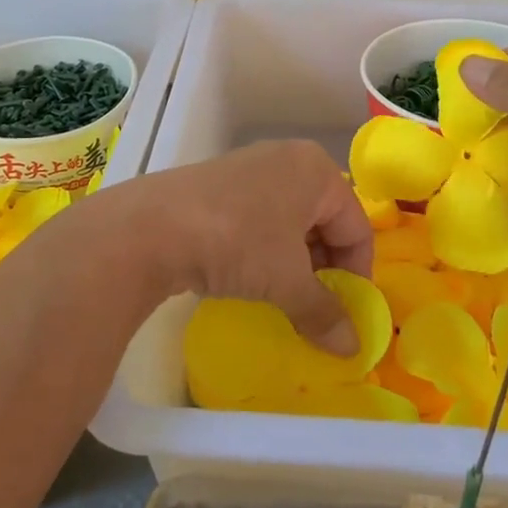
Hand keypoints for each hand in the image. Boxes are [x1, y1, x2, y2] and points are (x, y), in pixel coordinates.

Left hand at [131, 140, 373, 353]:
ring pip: (289, 222)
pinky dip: (263, 251)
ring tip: (282, 297)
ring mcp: (249, 169)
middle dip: (324, 269)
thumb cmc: (237, 242)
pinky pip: (258, 220)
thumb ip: (324, 312)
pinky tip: (248, 277)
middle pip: (324, 221)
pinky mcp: (218, 186)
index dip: (357, 274)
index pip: (356, 227)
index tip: (345, 313)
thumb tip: (353, 349)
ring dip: (293, 263)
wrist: (151, 228)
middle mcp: (287, 158)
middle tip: (313, 308)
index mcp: (316, 170)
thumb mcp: (287, 281)